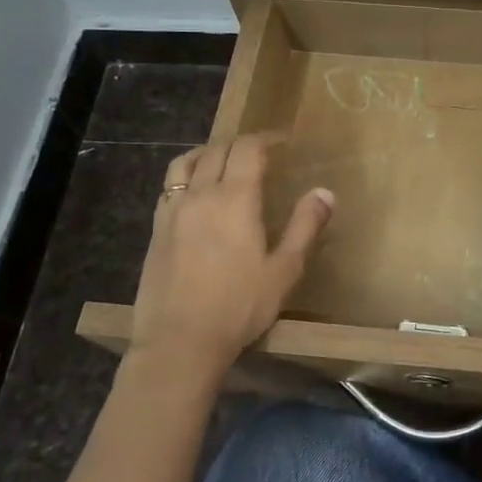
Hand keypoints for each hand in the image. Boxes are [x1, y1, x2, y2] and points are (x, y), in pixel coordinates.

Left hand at [126, 136, 332, 380]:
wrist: (179, 343)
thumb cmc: (239, 307)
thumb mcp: (284, 270)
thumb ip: (305, 226)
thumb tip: (325, 192)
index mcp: (235, 198)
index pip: (248, 149)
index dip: (266, 139)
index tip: (282, 142)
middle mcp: (200, 194)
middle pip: (217, 150)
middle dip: (240, 144)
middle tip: (260, 151)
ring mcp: (172, 211)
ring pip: (186, 163)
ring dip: (208, 152)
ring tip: (222, 160)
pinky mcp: (156, 230)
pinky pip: (169, 187)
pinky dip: (186, 176)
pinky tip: (194, 194)